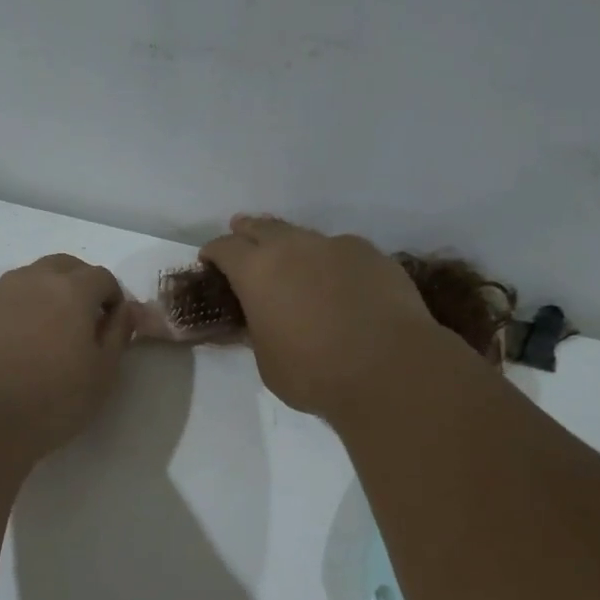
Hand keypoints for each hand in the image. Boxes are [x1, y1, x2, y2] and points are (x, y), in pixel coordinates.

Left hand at [0, 255, 134, 455]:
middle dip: (80, 285)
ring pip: (30, 280)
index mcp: (70, 290)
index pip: (102, 277)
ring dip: (47, 295)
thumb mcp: (102, 374)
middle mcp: (32, 280)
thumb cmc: (50, 400)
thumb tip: (124, 310)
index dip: (113, 297)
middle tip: (84, 321)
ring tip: (49, 335)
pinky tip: (15, 349)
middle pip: (64, 266)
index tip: (112, 325)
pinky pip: (3, 302)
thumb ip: (118, 335)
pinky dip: (18, 314)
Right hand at [199, 216, 445, 418]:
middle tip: (241, 236)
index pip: (225, 249)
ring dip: (292, 246)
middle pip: (263, 227)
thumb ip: (259, 331)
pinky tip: (338, 283)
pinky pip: (342, 251)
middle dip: (248, 232)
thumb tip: (260, 320)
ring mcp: (337, 246)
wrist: (390, 368)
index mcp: (257, 272)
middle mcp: (294, 247)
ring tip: (293, 263)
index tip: (209, 260)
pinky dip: (331, 262)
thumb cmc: (314, 373)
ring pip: (305, 237)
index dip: (214, 253)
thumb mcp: (267, 361)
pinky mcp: (373, 255)